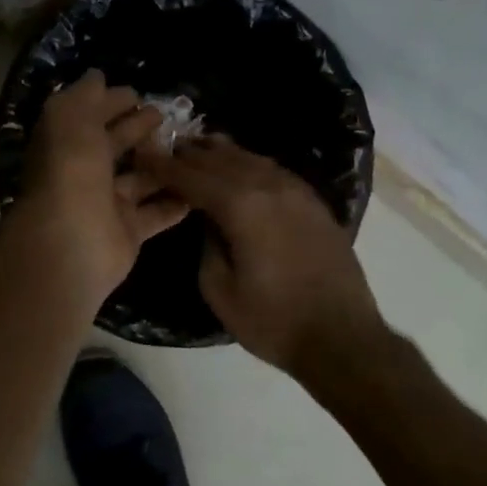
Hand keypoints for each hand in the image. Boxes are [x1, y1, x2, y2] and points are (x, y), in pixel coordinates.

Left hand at [8, 71, 189, 310]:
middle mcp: (83, 172)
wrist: (72, 242)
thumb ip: (85, 95)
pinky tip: (199, 186)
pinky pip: (156, 213)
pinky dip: (175, 201)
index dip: (111, 102)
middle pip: (114, 145)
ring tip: (191, 147)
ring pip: (138, 178)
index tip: (139, 93)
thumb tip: (97, 76)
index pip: (89, 116)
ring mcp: (105, 204)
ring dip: (161, 163)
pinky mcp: (128, 232)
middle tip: (167, 116)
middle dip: (138, 128)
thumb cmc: (71, 170)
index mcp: (65, 143)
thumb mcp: (71, 118)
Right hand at [139, 136, 382, 374]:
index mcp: (241, 205)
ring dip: (220, 152)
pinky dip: (249, 162)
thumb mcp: (220, 290)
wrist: (343, 338)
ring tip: (198, 148)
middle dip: (190, 153)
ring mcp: (296, 190)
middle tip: (166, 147)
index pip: (192, 176)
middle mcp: (268, 185)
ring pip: (250, 158)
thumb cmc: (273, 321)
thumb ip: (206, 244)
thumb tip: (208, 219)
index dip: (164, 165)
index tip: (143, 154)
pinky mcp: (313, 202)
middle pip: (220, 159)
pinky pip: (273, 169)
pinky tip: (241, 167)